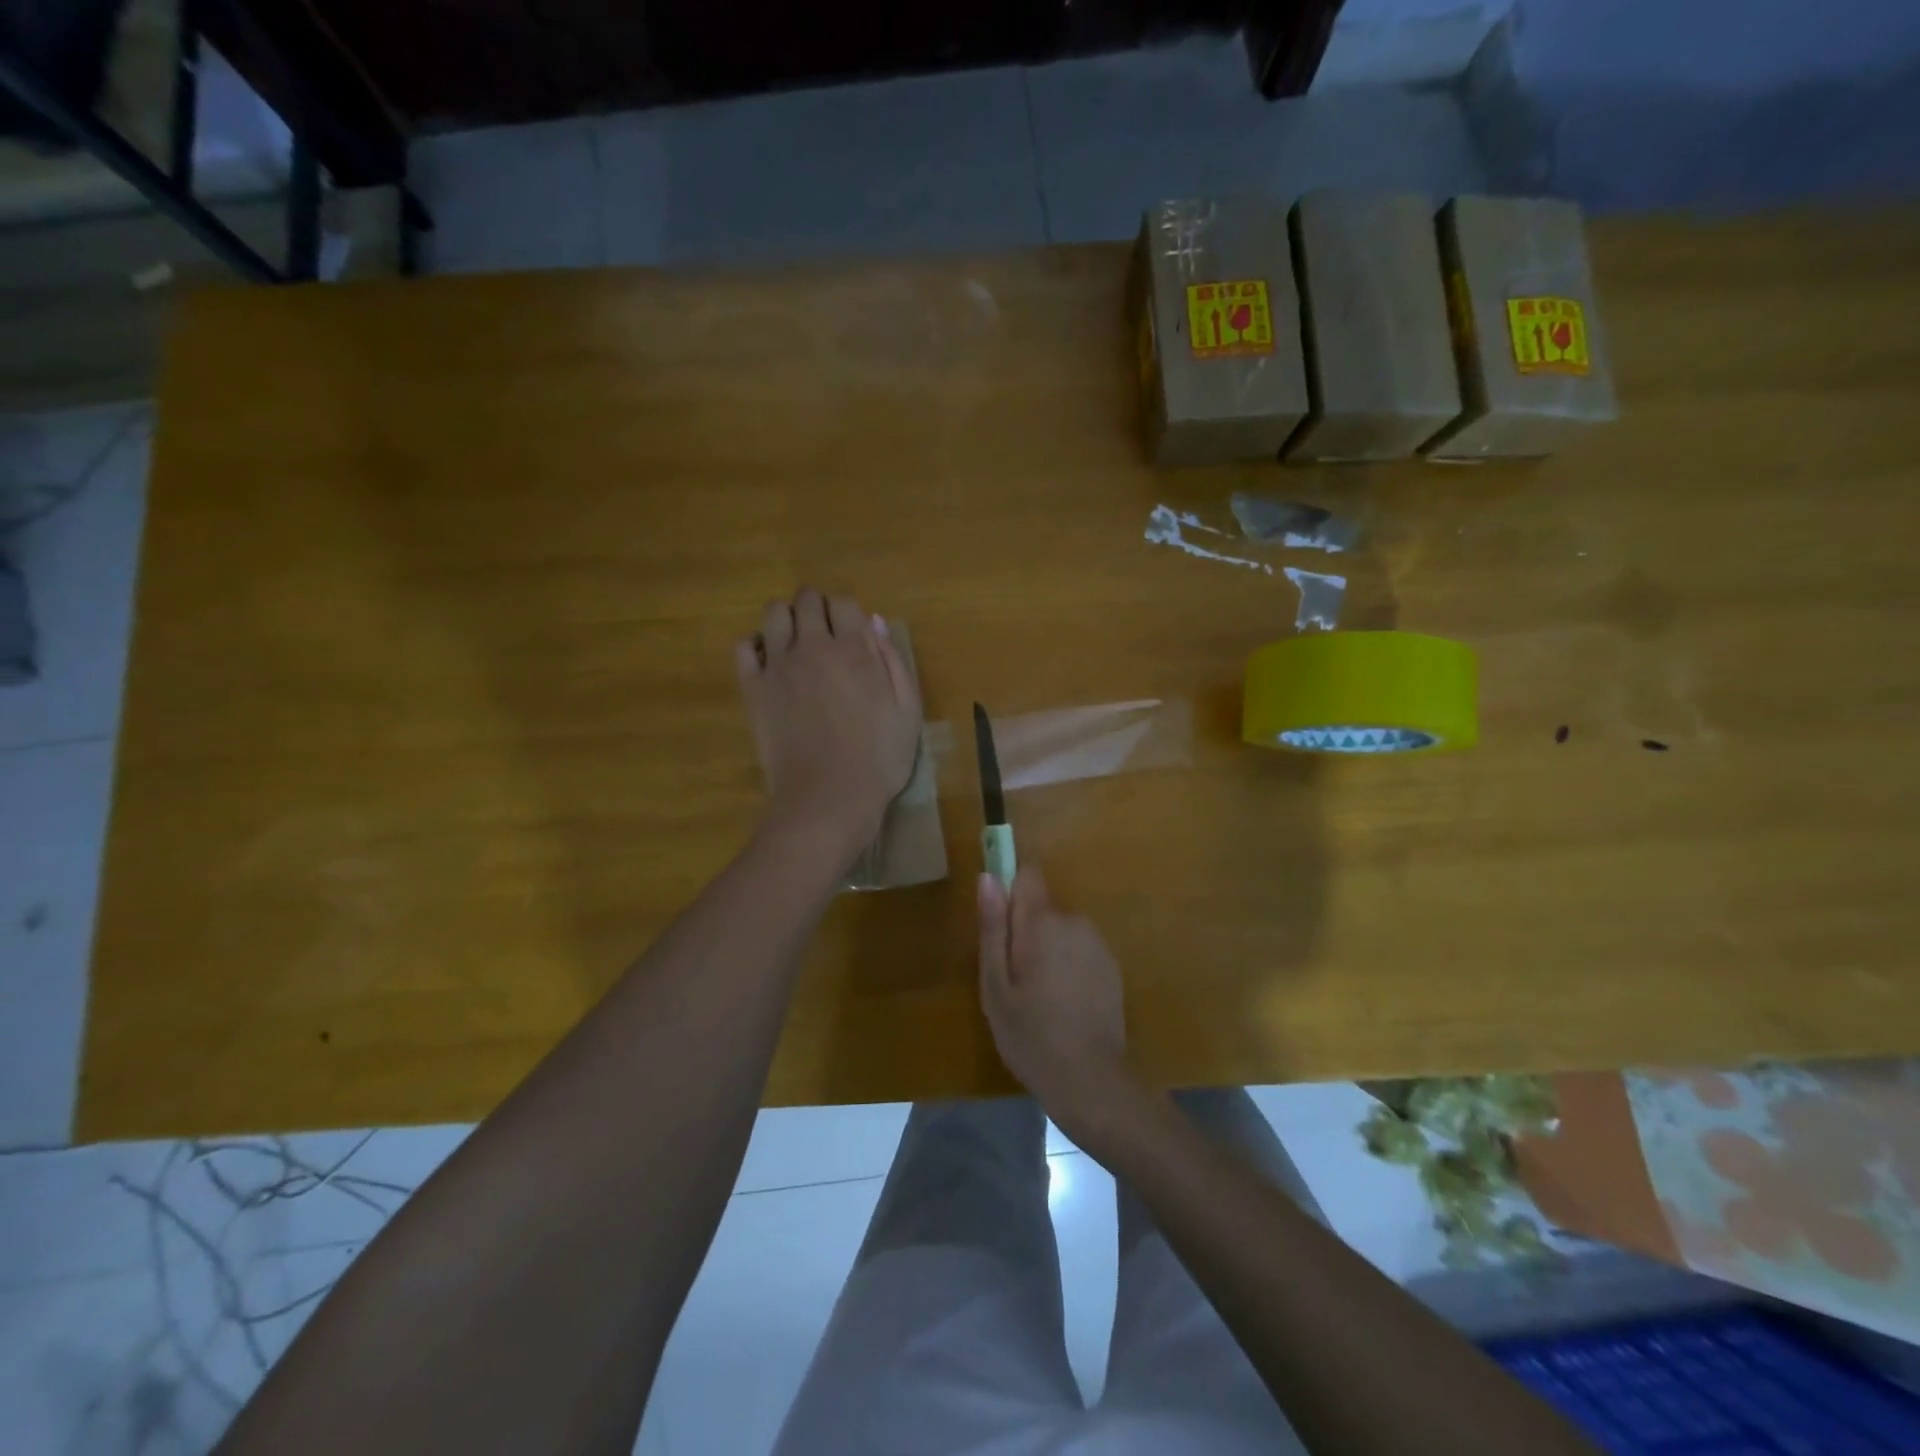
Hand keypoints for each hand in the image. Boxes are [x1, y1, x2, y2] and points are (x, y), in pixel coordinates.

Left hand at [735, 588, 921, 861]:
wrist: (828, 798)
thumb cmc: (879, 760)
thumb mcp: (908, 712)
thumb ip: (894, 662)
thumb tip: (876, 624)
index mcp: (855, 650)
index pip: (845, 603)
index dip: (850, 614)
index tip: (853, 635)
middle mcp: (813, 646)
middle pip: (807, 599)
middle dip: (817, 608)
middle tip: (825, 635)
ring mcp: (778, 665)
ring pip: (773, 613)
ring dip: (786, 619)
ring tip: (795, 644)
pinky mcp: (752, 688)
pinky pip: (743, 647)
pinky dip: (755, 646)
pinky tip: (769, 664)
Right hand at [978, 865, 1131, 1137]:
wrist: (1091, 1081)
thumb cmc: (1031, 1035)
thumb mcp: (996, 986)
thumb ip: (993, 928)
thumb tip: (988, 877)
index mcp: (1042, 923)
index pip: (1028, 875)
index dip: (1010, 893)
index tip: (1000, 927)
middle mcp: (1075, 922)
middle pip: (1042, 908)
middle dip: (1026, 932)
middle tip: (1015, 980)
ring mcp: (1098, 944)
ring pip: (1061, 931)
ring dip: (1049, 950)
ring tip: (1039, 997)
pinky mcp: (1112, 966)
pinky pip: (1080, 950)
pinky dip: (1069, 966)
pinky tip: (1065, 1004)